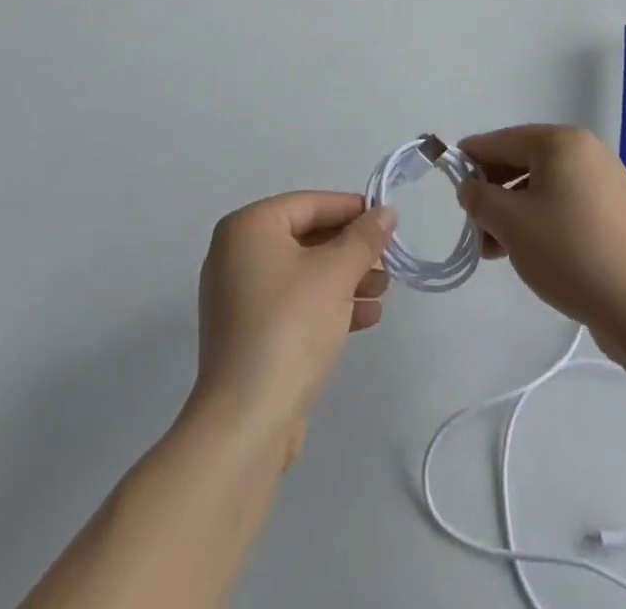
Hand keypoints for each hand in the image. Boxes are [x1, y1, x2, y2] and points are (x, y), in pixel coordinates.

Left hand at [190, 192, 394, 464]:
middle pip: (306, 237)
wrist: (246, 421)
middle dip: (351, 250)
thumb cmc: (290, 326)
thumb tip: (385, 212)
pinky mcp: (248, 332)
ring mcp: (239, 296)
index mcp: (248, 228)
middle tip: (389, 261)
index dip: (352, 210)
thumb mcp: (335, 274)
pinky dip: (327, 304)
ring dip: (345, 278)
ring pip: (303, 272)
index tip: (387, 222)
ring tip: (383, 292)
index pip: (309, 204)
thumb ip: (364, 238)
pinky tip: (366, 317)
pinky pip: (293, 303)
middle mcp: (236, 254)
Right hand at [456, 126, 625, 342]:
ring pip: (545, 186)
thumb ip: (480, 198)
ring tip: (493, 249)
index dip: (472, 156)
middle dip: (494, 191)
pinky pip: (567, 203)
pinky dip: (542, 218)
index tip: (450, 173)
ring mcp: (606, 180)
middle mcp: (587, 151)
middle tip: (472, 222)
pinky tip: (527, 250)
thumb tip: (470, 187)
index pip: (503, 140)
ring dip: (515, 210)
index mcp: (561, 142)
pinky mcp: (617, 211)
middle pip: (525, 161)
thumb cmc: (567, 252)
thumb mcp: (510, 223)